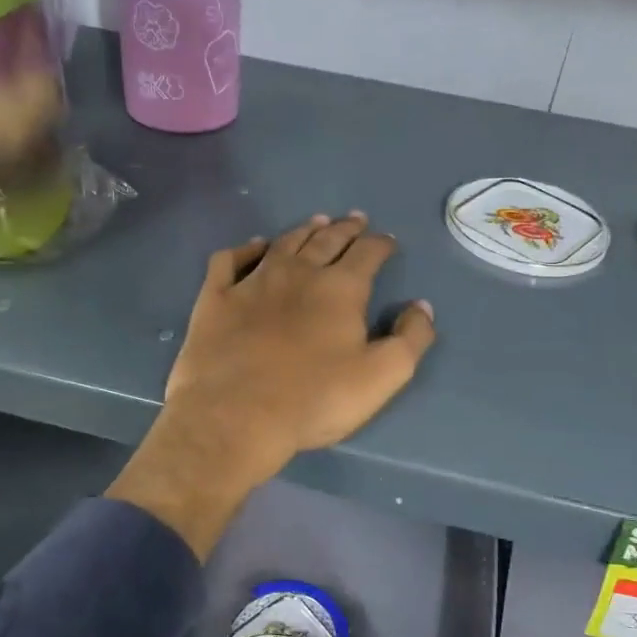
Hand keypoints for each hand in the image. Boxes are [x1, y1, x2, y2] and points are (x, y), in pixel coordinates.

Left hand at [108, 214, 435, 556]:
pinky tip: (253, 248)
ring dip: (304, 230)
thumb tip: (420, 307)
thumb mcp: (382, 376)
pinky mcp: (216, 298)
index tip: (387, 241)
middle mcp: (298, 273)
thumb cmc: (314, 399)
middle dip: (345, 228)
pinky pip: (230, 260)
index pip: (367, 254)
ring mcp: (252, 282)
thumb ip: (410, 339)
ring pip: (283, 243)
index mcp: (340, 289)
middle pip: (326, 240)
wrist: (235, 416)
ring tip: (316, 223)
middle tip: (355, 220)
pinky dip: (245, 249)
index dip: (380, 244)